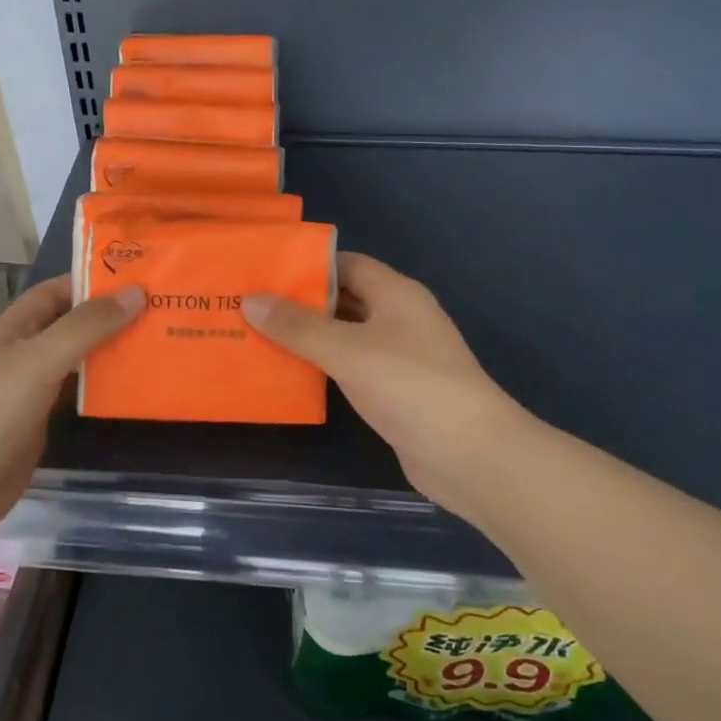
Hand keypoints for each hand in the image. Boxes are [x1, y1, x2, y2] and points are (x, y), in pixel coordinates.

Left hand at [0, 274, 141, 544]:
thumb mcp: (39, 359)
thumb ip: (86, 326)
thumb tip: (136, 292)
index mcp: (13, 329)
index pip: (56, 291)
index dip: (92, 281)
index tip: (138, 276)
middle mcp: (22, 353)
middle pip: (71, 325)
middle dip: (110, 316)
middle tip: (161, 310)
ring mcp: (31, 390)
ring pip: (77, 361)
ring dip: (111, 352)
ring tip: (158, 342)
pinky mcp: (40, 424)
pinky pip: (77, 395)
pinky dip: (103, 388)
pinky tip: (135, 386)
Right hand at [243, 252, 528, 522]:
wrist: (471, 456)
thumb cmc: (410, 386)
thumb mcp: (347, 350)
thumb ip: (298, 326)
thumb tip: (250, 300)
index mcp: (396, 293)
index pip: (346, 264)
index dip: (307, 265)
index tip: (264, 272)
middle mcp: (399, 318)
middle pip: (344, 299)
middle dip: (301, 302)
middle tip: (250, 305)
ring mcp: (400, 357)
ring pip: (345, 336)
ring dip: (309, 337)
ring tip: (257, 336)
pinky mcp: (395, 392)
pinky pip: (351, 368)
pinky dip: (323, 368)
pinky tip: (289, 375)